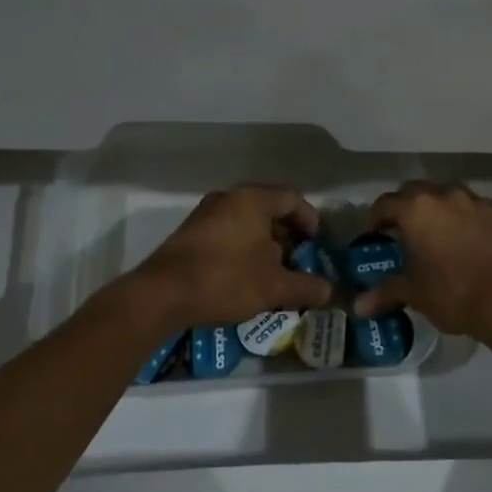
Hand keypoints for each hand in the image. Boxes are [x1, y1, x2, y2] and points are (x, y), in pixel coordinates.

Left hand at [117, 185, 333, 334]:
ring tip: (274, 269)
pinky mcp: (190, 232)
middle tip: (299, 258)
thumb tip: (329, 291)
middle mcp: (229, 197)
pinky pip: (227, 231)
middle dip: (287, 233)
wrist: (161, 295)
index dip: (310, 220)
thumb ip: (305, 286)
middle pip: (269, 208)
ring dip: (264, 242)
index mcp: (253, 199)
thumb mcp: (273, 287)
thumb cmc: (225, 279)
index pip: (293, 199)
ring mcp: (206, 213)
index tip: (318, 243)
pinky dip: (243, 246)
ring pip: (246, 220)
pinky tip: (244, 274)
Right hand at [354, 181, 491, 341]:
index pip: (385, 203)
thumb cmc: (453, 293)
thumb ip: (385, 293)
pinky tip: (470, 244)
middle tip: (404, 232)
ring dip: (439, 210)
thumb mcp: (414, 294)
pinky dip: (468, 221)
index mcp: (416, 209)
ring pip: (449, 196)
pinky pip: (477, 211)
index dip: (376, 219)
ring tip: (438, 235)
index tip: (375, 236)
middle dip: (406, 208)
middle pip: (416, 191)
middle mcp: (445, 195)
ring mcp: (477, 202)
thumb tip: (358, 306)